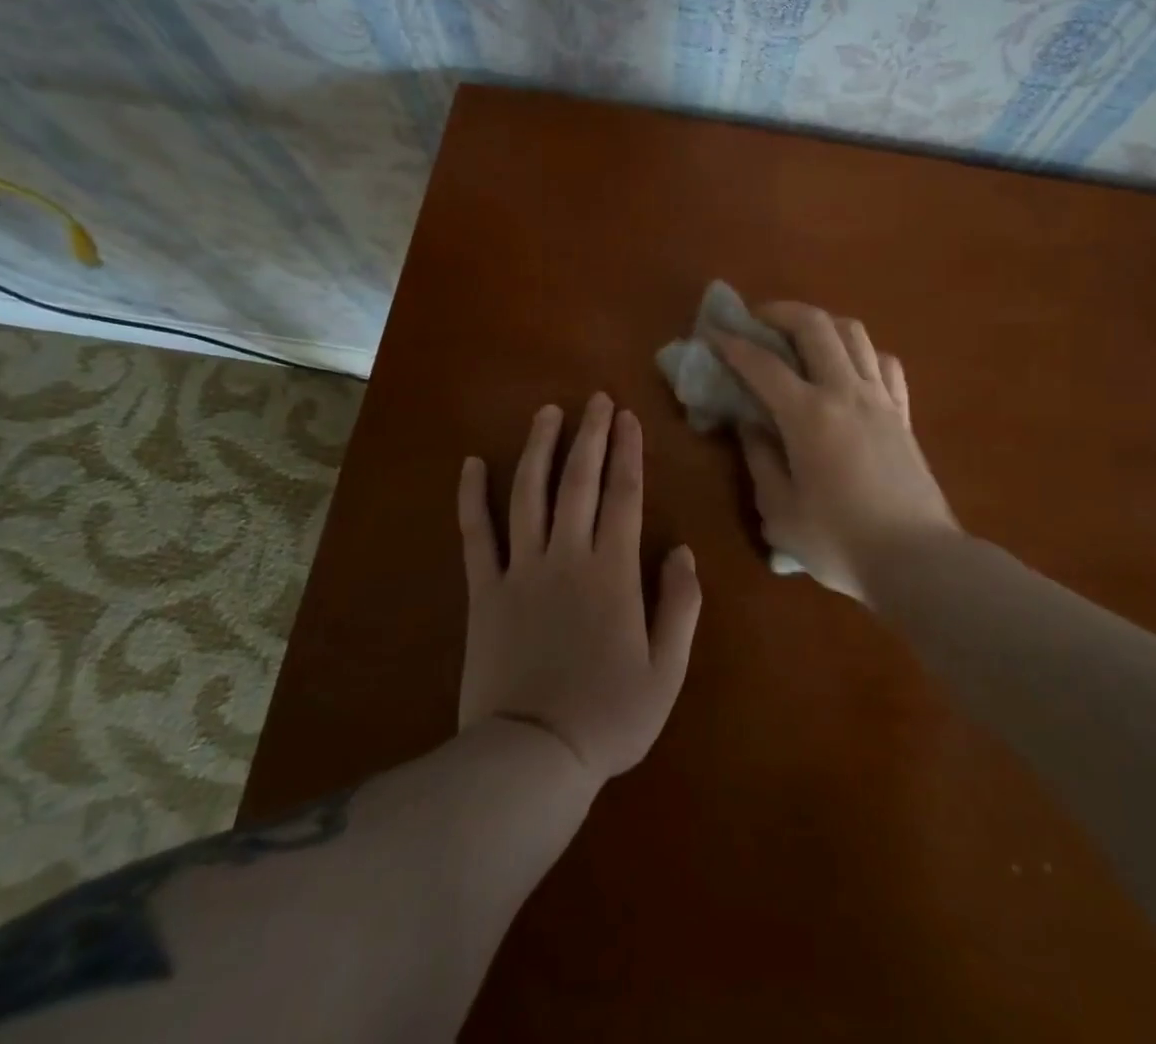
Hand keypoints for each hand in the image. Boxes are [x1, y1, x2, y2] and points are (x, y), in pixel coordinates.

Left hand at [457, 394, 701, 788]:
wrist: (532, 757)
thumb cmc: (608, 716)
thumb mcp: (666, 671)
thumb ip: (680, 605)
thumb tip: (684, 551)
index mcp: (612, 571)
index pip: (623, 495)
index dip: (627, 452)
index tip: (628, 417)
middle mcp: (567, 556)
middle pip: (579, 482)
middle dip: (590, 435)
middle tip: (595, 399)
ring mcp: (520, 569)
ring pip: (529, 494)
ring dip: (539, 448)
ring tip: (547, 413)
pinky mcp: (484, 590)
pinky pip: (476, 535)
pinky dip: (472, 497)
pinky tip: (471, 464)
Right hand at [714, 304, 958, 600]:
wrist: (919, 561)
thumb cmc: (841, 542)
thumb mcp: (781, 512)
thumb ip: (760, 461)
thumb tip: (750, 426)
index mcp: (809, 415)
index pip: (762, 364)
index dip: (732, 344)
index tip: (711, 333)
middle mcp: (845, 392)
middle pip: (814, 326)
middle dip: (779, 312)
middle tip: (757, 320)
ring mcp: (880, 399)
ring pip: (854, 333)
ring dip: (822, 323)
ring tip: (801, 336)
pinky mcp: (903, 414)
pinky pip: (885, 363)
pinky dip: (861, 353)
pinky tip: (849, 368)